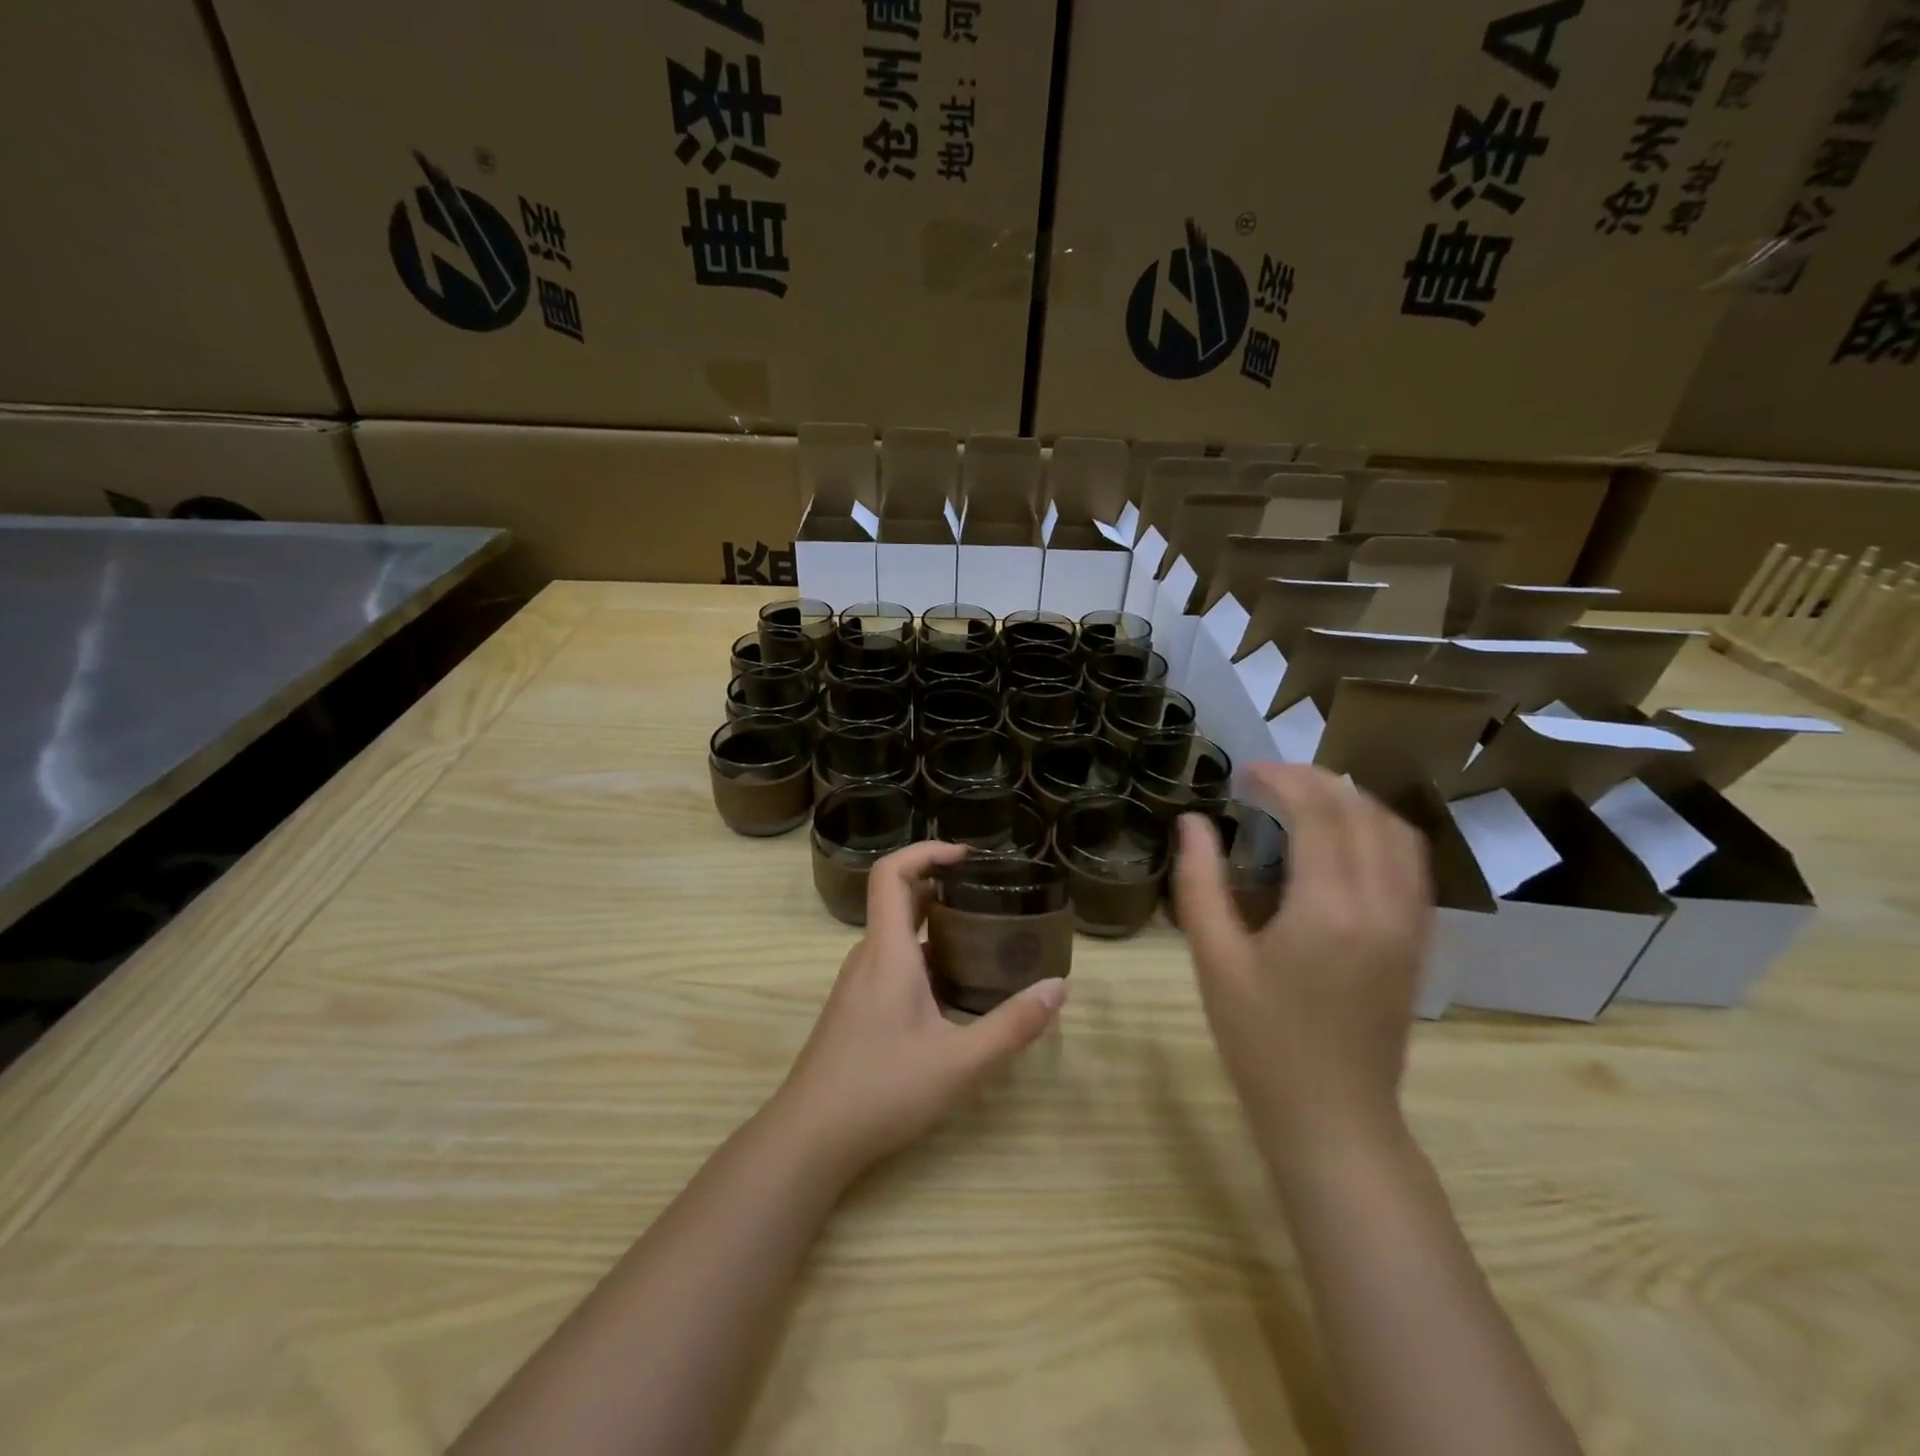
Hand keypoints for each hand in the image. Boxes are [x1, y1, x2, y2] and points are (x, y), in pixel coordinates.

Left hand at [775, 840, 1067, 1176]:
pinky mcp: (854, 1008)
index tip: (966, 857)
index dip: (925, 851)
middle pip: (898, 899)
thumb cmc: (882, 1089)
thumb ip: (1012, 1025)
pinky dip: (923, 956)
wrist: (809, 1138)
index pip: (891, 873)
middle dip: (942, 888)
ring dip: (933, 925)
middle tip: (989, 897)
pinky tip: (952, 990)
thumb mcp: (959, 1062)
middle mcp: (868, 956)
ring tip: (981, 939)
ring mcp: (857, 983)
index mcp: (887, 951)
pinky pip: (890, 961)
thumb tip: (1060, 988)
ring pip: (895, 935)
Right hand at [1173, 765, 1431, 1158]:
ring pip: (1395, 831)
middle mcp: (1382, 904)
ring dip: (1351, 801)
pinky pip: (1410, 862)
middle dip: (1313, 781)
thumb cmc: (1261, 1041)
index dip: (1280, 780)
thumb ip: (1200, 883)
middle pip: (1360, 812)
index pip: (1317, 813)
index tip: (1243, 774)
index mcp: (1329, 908)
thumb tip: (1191, 824)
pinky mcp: (1419, 941)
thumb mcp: (1214, 960)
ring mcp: (1410, 923)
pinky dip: (1378, 831)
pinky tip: (1343, 839)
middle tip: (1266, 779)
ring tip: (1304, 799)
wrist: (1333, 1116)